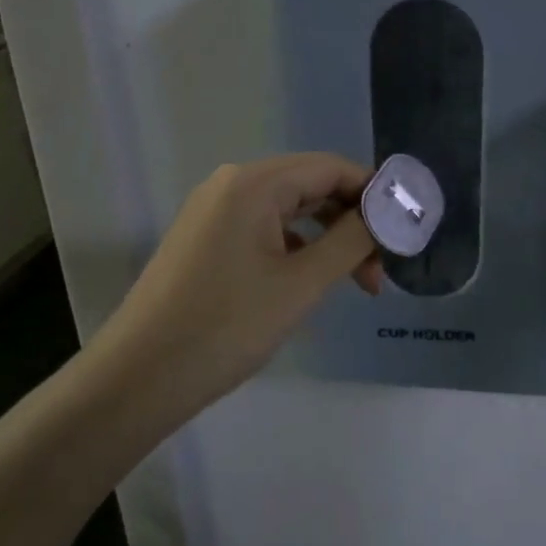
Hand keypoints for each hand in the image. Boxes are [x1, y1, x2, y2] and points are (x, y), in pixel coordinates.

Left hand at [84, 154, 381, 420]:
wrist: (139, 377)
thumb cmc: (227, 326)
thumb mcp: (301, 283)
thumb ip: (351, 240)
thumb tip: (387, 214)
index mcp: (254, 184)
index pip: (331, 168)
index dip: (374, 193)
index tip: (406, 229)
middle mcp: (231, 186)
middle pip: (310, 188)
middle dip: (352, 223)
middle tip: (383, 269)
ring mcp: (213, 214)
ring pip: (289, 214)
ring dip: (327, 242)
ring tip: (356, 285)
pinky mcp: (204, 242)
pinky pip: (264, 233)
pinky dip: (296, 252)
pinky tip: (310, 286)